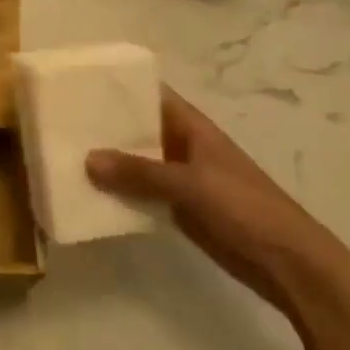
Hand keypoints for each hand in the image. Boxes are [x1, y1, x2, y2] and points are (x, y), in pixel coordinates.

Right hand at [87, 87, 349, 316]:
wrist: (290, 265)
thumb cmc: (246, 208)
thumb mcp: (191, 184)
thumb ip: (140, 173)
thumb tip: (88, 158)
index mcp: (191, 126)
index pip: (148, 94)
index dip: (117, 87)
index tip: (78, 84)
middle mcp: (182, 145)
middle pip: (138, 128)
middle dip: (105, 126)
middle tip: (59, 122)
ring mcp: (181, 178)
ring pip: (137, 162)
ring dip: (109, 162)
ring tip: (64, 155)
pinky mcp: (180, 209)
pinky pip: (142, 193)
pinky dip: (120, 192)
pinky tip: (89, 194)